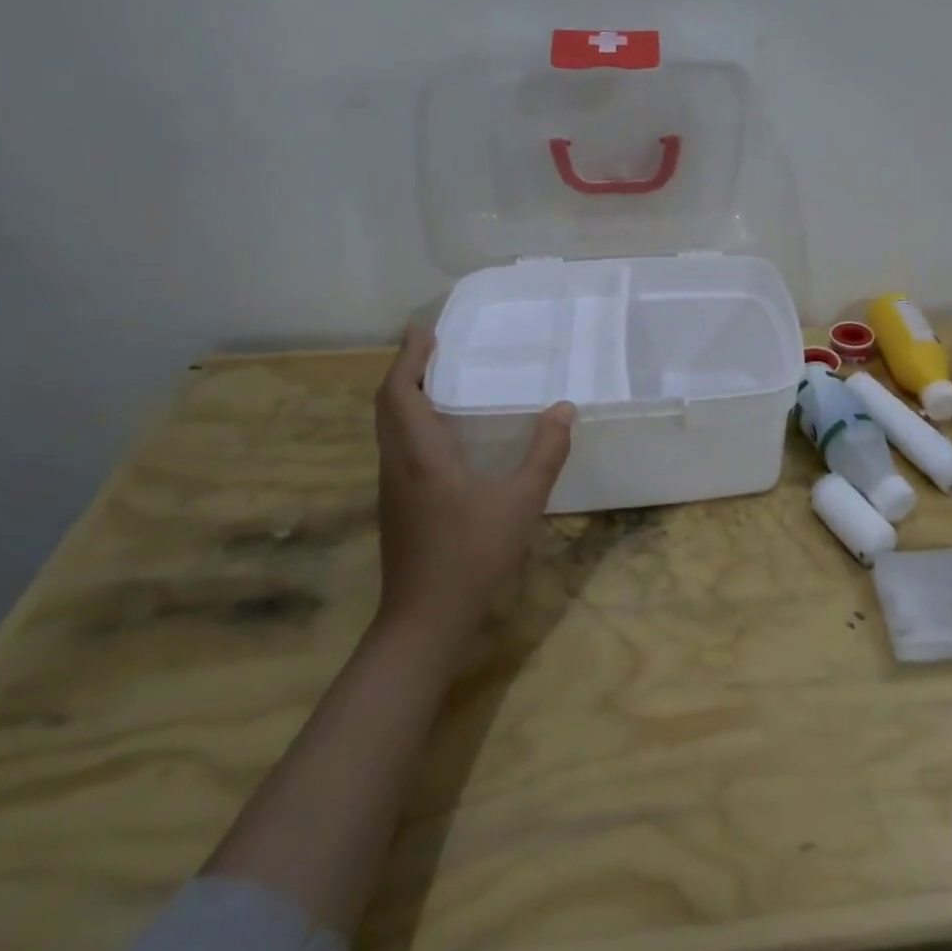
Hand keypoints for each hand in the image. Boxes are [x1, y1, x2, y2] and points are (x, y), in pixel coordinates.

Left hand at [373, 324, 575, 638]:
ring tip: (439, 377)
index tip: (426, 329)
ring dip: (406, 395)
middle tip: (434, 346)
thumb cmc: (471, 556)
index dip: (409, 357)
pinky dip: (412, 421)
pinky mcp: (398, 505)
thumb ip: (544, 454)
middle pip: (388, 405)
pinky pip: (398, 446)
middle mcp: (397, 464)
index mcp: (420, 456)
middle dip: (406, 369)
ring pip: (389, 427)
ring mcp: (393, 487)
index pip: (400, 392)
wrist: (424, 621)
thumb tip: (563, 409)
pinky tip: (444, 431)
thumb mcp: (521, 502)